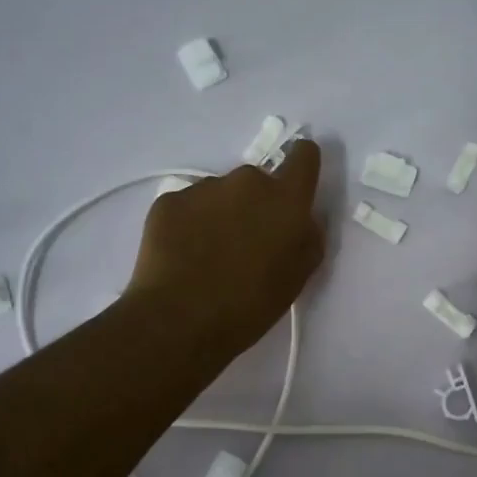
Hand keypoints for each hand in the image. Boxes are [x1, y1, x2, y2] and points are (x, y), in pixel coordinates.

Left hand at [126, 139, 325, 359]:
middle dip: (255, 204)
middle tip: (245, 243)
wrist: (179, 320)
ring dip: (221, 214)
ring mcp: (204, 188)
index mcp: (286, 199)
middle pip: (258, 181)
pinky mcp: (169, 200)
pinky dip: (189, 224)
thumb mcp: (297, 277)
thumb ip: (308, 238)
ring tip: (209, 254)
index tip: (296, 182)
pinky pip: (188, 205)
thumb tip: (302, 220)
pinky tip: (183, 256)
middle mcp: (247, 181)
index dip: (302, 164)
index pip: (304, 156)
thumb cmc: (250, 305)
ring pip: (220, 193)